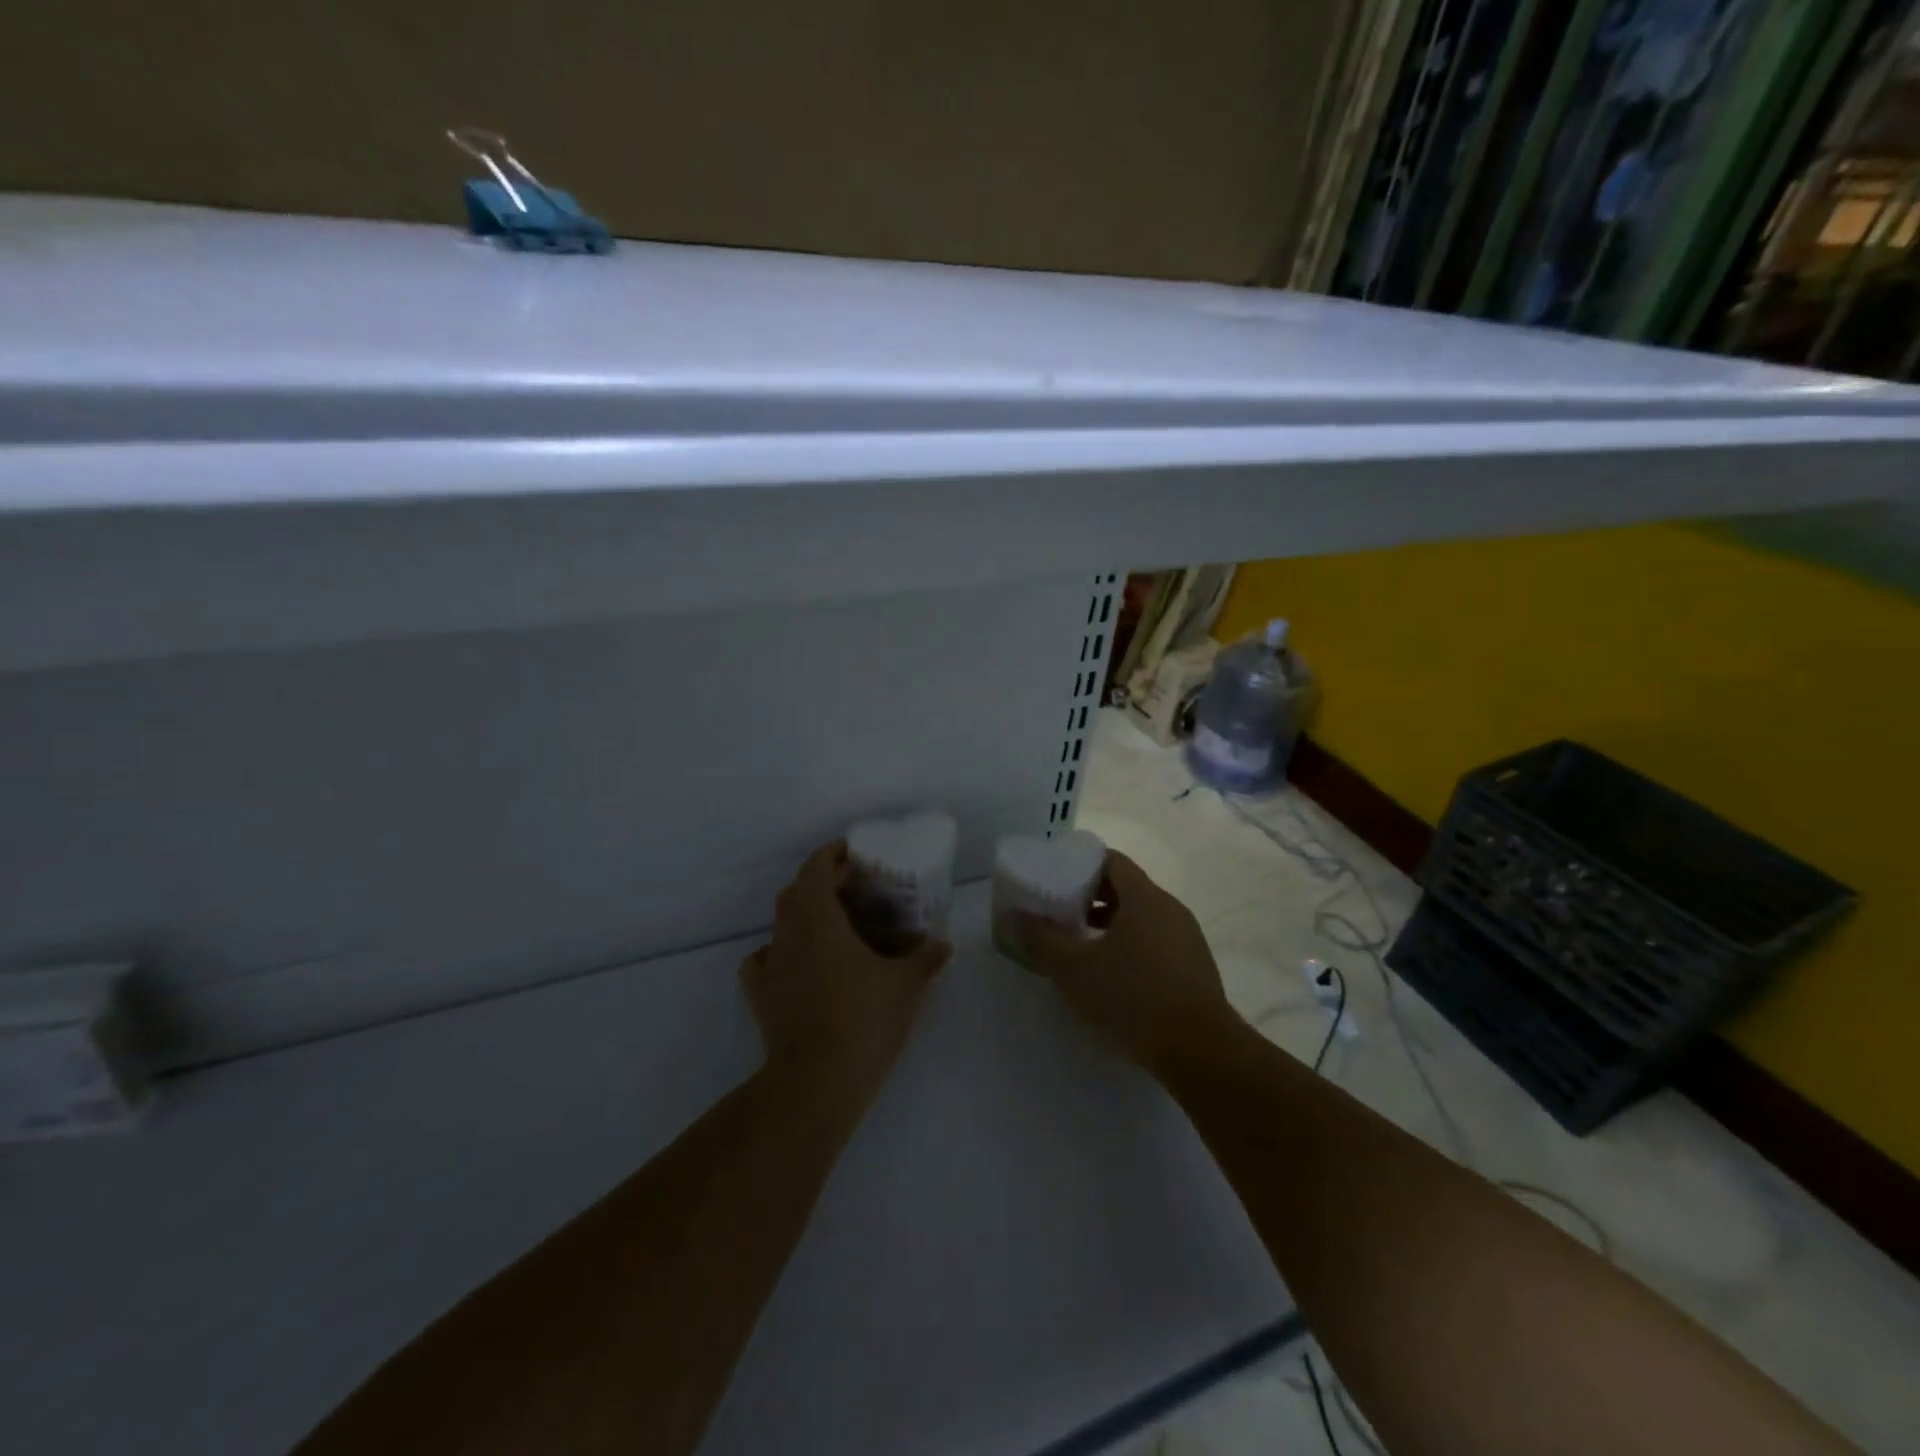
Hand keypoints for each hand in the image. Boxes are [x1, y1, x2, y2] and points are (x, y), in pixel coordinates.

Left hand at [741, 842, 950, 1107]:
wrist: (817, 1081)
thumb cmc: (864, 1019)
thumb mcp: (905, 985)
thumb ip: (925, 958)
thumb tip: (944, 944)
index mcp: (819, 918)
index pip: (815, 868)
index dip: (832, 855)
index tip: (853, 854)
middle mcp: (788, 933)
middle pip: (795, 892)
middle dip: (821, 884)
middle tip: (853, 892)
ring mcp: (769, 965)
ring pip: (780, 924)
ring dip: (803, 916)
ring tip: (833, 928)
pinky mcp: (760, 996)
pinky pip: (764, 961)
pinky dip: (780, 953)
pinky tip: (799, 966)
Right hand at [1012, 851, 1240, 1074]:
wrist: (1201, 1052)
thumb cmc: (1133, 998)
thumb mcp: (1075, 970)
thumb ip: (1042, 940)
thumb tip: (1014, 917)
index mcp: (1144, 897)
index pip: (1111, 861)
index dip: (1081, 864)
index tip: (1055, 878)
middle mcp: (1170, 908)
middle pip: (1127, 887)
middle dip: (1091, 896)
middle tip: (1061, 912)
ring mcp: (1187, 938)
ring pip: (1142, 917)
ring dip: (1111, 924)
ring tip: (1081, 944)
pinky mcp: (1195, 968)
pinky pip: (1157, 941)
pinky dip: (1131, 945)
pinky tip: (1113, 975)